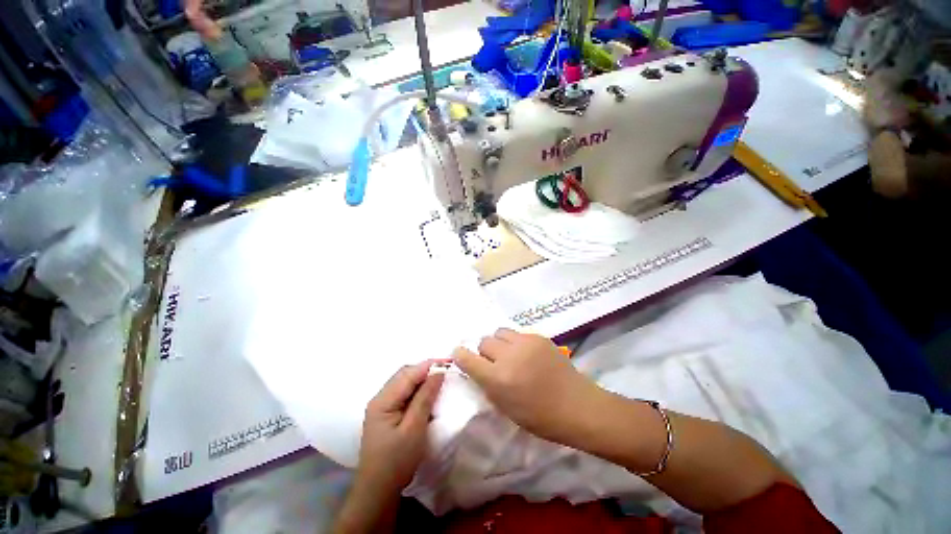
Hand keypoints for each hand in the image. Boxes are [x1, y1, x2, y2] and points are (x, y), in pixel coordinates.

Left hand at [356, 361, 443, 493]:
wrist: (377, 492)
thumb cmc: (396, 462)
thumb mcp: (414, 429)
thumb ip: (425, 398)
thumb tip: (438, 372)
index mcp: (383, 400)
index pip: (408, 373)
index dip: (429, 365)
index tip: (449, 362)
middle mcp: (380, 398)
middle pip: (405, 374)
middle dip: (426, 369)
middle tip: (447, 370)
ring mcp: (382, 406)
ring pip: (405, 382)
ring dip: (422, 378)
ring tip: (441, 379)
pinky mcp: (387, 414)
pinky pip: (404, 393)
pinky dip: (418, 389)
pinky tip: (428, 394)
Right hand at [452, 329, 606, 446]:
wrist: (576, 405)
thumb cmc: (539, 416)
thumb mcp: (506, 408)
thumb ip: (488, 384)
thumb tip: (478, 368)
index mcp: (498, 379)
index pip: (467, 358)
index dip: (460, 355)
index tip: (459, 354)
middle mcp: (508, 356)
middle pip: (484, 341)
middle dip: (485, 352)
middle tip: (495, 362)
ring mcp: (525, 343)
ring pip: (499, 332)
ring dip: (500, 343)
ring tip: (510, 354)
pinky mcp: (538, 337)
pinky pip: (518, 333)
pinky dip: (516, 342)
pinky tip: (527, 354)